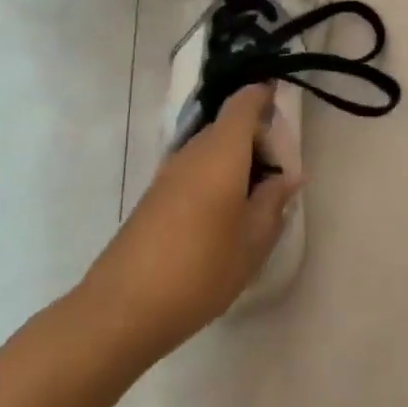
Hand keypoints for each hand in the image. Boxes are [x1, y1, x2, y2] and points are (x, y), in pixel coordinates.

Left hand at [79, 85, 298, 358]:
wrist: (121, 310)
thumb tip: (286, 176)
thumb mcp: (254, 240)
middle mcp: (191, 154)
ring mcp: (167, 176)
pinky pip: (194, 171)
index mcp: (221, 153)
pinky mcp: (153, 199)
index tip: (283, 102)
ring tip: (258, 196)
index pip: (243, 104)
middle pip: (227, 126)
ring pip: (210, 150)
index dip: (263, 96)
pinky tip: (227, 215)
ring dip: (236, 160)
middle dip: (256, 137)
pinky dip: (216, 178)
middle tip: (280, 170)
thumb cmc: (201, 269)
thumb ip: (274, 201)